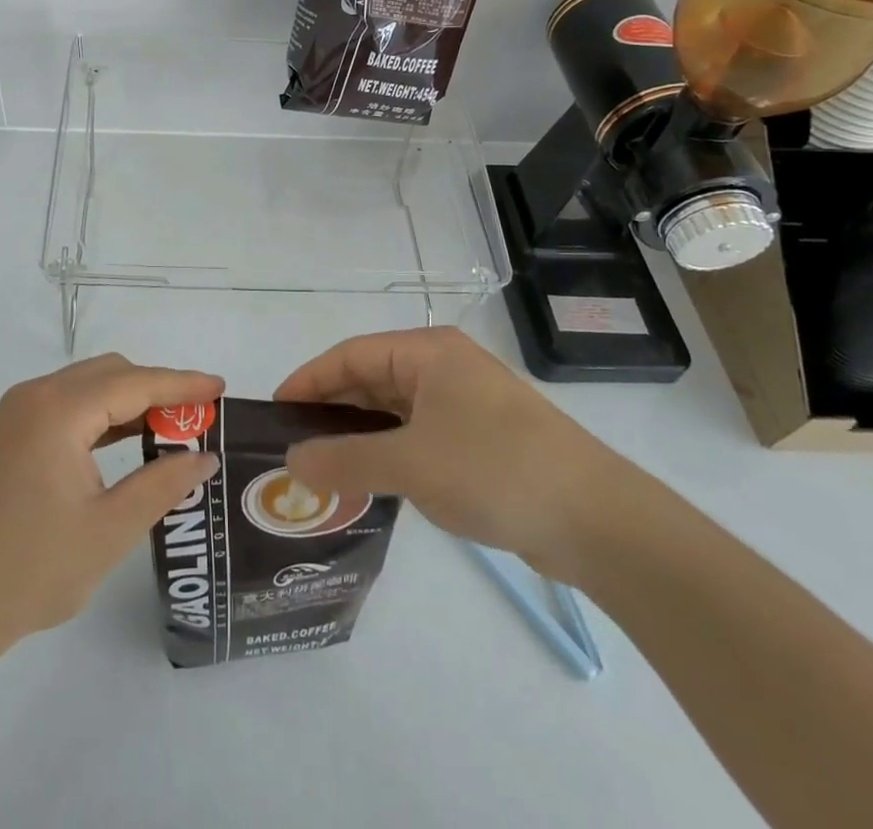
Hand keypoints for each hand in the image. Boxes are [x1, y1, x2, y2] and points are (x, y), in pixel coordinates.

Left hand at [0, 354, 223, 659]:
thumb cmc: (28, 570)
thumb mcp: (108, 530)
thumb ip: (162, 485)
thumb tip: (205, 457)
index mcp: (59, 410)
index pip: (135, 382)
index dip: (182, 384)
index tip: (221, 387)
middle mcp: (36, 396)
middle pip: (111, 374)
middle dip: (158, 389)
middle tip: (200, 418)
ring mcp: (18, 414)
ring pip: (89, 388)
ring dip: (131, 401)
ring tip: (174, 428)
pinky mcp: (10, 436)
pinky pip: (69, 407)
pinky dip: (104, 417)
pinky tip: (129, 441)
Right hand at [274, 326, 623, 579]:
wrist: (598, 520)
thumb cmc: (496, 470)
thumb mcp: (411, 464)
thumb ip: (345, 460)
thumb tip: (291, 460)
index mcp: (427, 352)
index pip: (350, 356)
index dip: (308, 381)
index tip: (274, 412)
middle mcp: (442, 367)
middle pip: (370, 379)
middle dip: (330, 411)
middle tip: (291, 446)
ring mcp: (463, 403)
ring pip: (393, 410)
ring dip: (358, 436)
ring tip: (321, 468)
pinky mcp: (478, 438)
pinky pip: (416, 435)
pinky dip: (388, 452)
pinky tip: (368, 481)